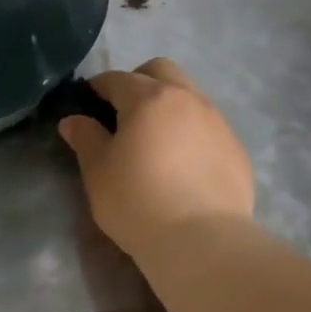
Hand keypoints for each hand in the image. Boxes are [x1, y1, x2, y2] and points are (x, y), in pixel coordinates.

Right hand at [57, 58, 254, 259]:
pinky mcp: (236, 149)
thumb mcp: (98, 171)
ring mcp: (217, 122)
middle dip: (139, 82)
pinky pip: (209, 126)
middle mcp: (187, 99)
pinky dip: (192, 133)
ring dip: (169, 105)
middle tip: (124, 113)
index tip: (87, 103)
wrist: (201, 241)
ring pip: (189, 95)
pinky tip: (184, 165)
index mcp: (149, 98)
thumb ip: (86, 138)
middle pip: (161, 71)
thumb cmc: (137, 201)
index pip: (116, 79)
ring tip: (156, 140)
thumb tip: (73, 120)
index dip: (97, 88)